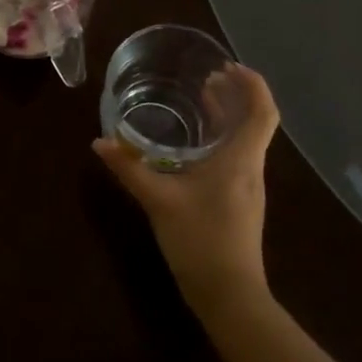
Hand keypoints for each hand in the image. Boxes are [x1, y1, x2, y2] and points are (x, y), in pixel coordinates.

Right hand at [93, 64, 279, 322]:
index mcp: (240, 160)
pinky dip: (222, 138)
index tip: (227, 66)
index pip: (262, 111)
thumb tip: (99, 142)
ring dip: (228, 116)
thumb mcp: (158, 200)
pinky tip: (195, 145)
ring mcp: (247, 187)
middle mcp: (250, 168)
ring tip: (201, 101)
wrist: (230, 295)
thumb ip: (129, 168)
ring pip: (246, 139)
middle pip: (255, 121)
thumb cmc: (200, 240)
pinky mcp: (239, 201)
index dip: (252, 83)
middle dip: (235, 94)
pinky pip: (236, 156)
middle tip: (207, 77)